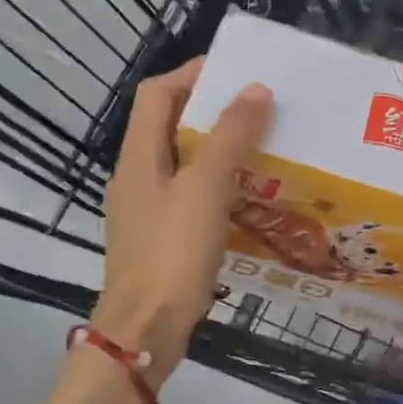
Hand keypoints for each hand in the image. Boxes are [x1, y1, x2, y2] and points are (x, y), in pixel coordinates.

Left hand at [93, 59, 272, 387]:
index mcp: (139, 156)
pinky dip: (219, 187)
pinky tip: (251, 198)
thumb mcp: (204, 190)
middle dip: (214, 112)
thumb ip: (230, 138)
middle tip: (262, 111)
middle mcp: (137, 176)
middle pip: (171, 126)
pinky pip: (191, 197)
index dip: (193, 74)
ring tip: (264, 148)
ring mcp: (147, 210)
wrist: (145, 331)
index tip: (238, 72)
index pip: (158, 93)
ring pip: (184, 163)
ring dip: (220, 150)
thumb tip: (256, 89)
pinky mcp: (162, 239)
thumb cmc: (172, 255)